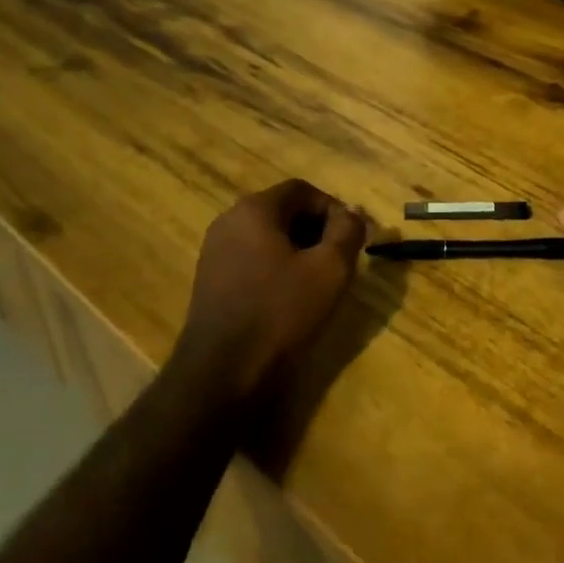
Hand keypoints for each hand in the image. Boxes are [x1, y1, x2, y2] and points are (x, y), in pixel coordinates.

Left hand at [177, 179, 369, 398]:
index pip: (303, 190)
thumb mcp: (329, 269)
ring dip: (298, 249)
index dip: (334, 209)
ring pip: (267, 236)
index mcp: (254, 210)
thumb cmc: (281, 312)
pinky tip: (290, 297)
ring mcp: (214, 251)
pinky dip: (276, 267)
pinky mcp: (210, 280)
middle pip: (283, 210)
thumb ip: (348, 231)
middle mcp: (228, 221)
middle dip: (317, 229)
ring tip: (318, 280)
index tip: (351, 238)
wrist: (222, 372)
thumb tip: (353, 214)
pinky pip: (252, 258)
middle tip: (340, 259)